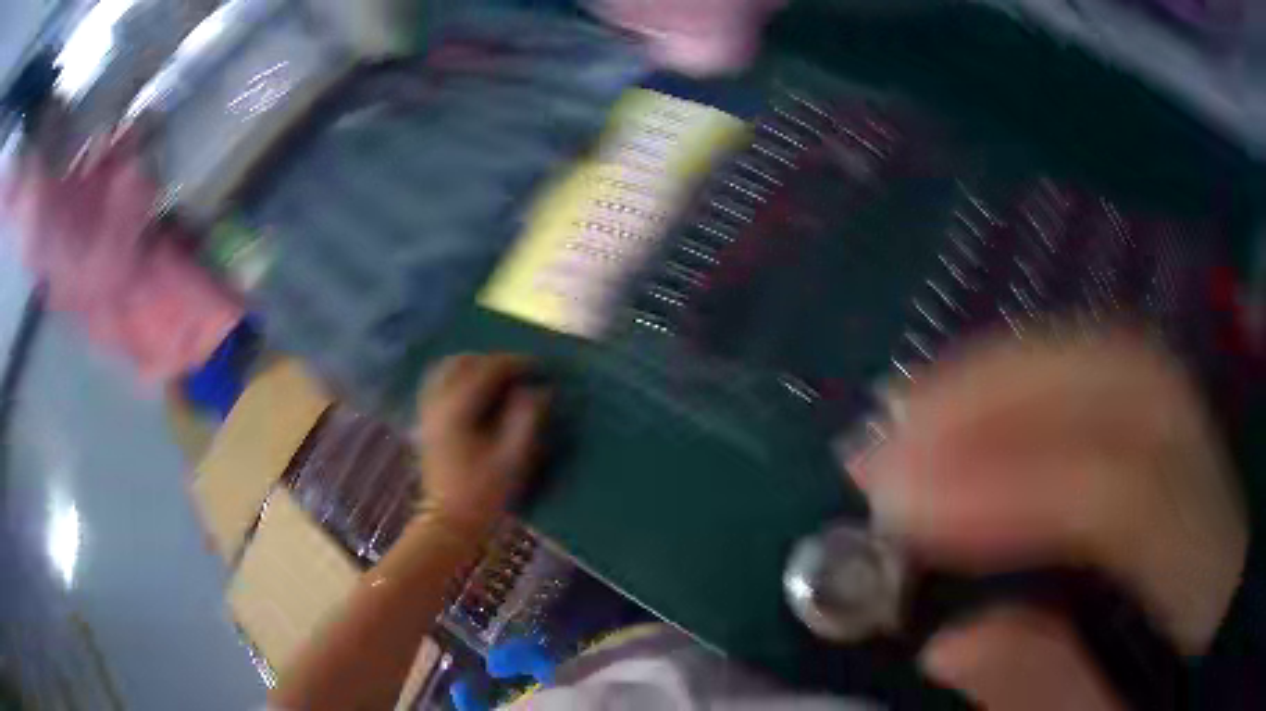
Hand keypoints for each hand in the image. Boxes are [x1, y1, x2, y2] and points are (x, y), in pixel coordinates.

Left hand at [414, 354, 550, 532]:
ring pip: (447, 369)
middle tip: (520, 371)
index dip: (515, 363)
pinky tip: (473, 389)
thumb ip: (526, 420)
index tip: (539, 366)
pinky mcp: (426, 421)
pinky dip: (457, 377)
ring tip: (498, 376)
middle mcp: (438, 403)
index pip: (486, 370)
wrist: (448, 521)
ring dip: (473, 365)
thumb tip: (538, 390)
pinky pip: (438, 383)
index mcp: (458, 410)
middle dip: (493, 360)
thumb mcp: (512, 459)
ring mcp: (428, 411)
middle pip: (463, 362)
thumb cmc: (483, 493)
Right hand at [852, 329, 1247, 706]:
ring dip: (1010, 372)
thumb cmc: (1158, 702)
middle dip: (1002, 397)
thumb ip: (1044, 696)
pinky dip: (1038, 375)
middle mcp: (1220, 484)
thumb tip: (950, 642)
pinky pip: (1114, 375)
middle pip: (1132, 389)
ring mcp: (1209, 446)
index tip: (900, 504)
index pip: (1126, 500)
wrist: (1209, 651)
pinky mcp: (1186, 437)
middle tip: (892, 435)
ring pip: (1120, 362)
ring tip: (913, 407)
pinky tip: (975, 397)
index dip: (1009, 489)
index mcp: (1211, 579)